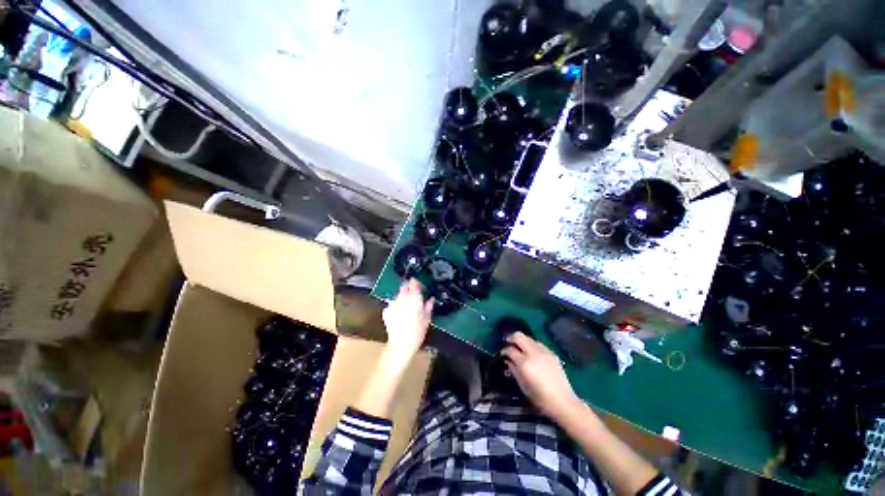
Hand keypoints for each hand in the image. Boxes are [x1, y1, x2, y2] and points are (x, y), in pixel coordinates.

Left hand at [382, 279, 433, 364]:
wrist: (401, 345)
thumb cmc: (417, 332)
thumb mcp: (427, 319)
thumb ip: (428, 306)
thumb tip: (431, 299)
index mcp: (414, 298)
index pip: (414, 283)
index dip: (417, 283)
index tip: (420, 286)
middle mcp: (402, 297)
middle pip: (404, 286)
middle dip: (409, 288)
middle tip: (414, 296)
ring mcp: (392, 303)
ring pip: (398, 295)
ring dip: (402, 297)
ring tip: (406, 307)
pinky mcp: (386, 311)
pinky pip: (392, 304)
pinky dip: (396, 306)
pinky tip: (399, 314)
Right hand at [502, 332, 581, 420]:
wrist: (563, 402)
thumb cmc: (540, 398)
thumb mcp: (523, 386)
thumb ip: (514, 369)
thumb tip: (507, 360)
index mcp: (525, 363)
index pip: (510, 349)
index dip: (504, 350)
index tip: (502, 354)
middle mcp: (534, 353)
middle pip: (519, 336)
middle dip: (511, 338)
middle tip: (508, 344)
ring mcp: (544, 351)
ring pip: (529, 338)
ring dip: (522, 342)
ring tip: (521, 350)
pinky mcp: (552, 353)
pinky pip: (538, 344)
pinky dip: (532, 346)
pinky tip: (532, 355)